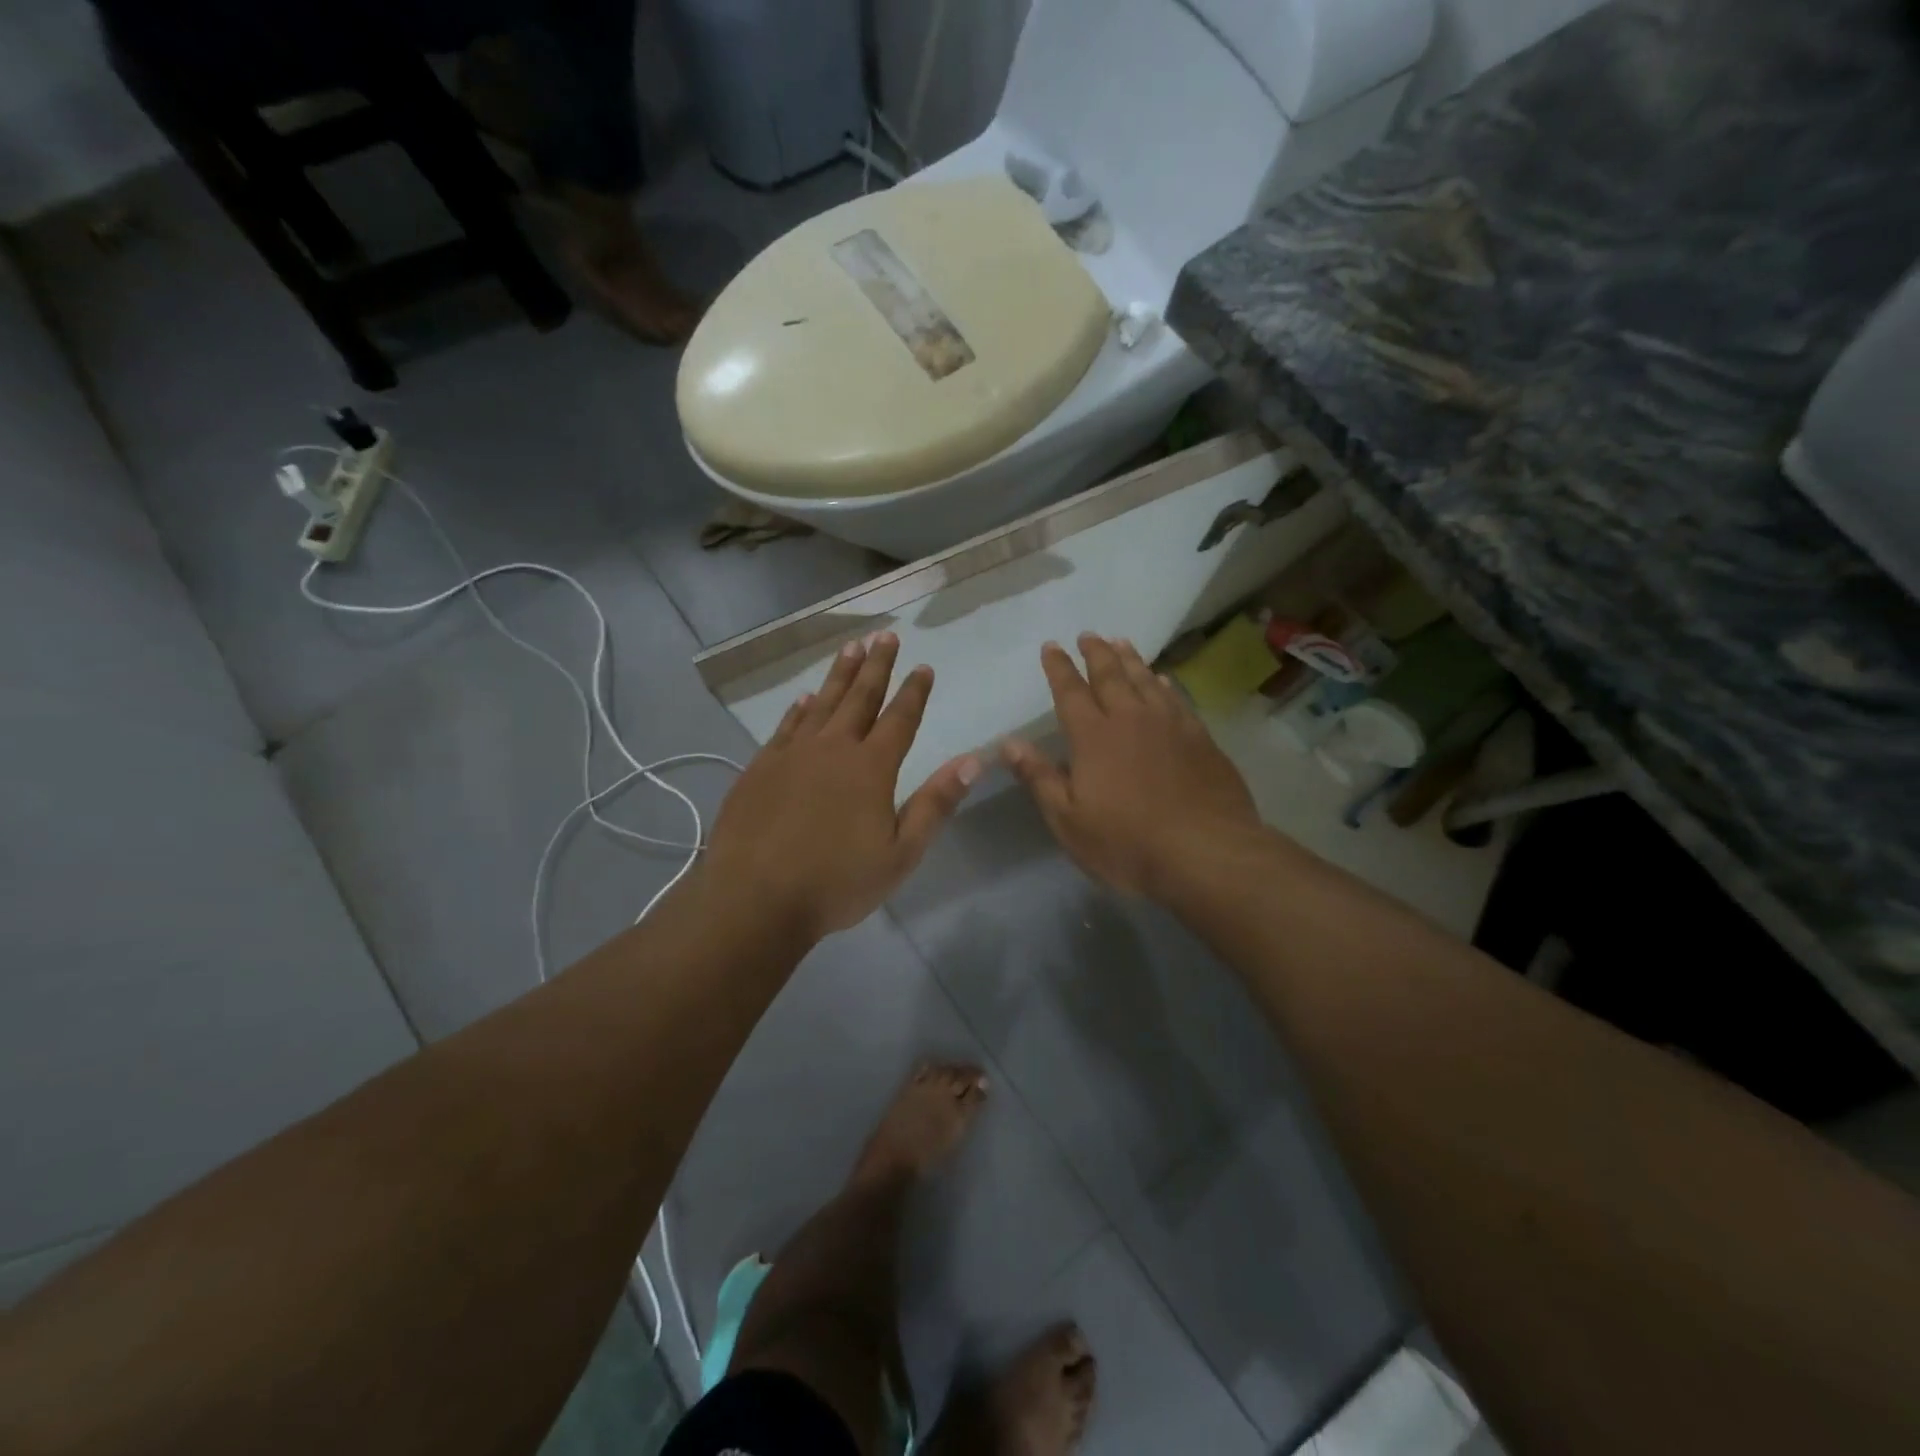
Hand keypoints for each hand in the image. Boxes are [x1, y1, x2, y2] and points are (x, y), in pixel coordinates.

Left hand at [705, 632, 980, 939]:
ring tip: (851, 648)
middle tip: (885, 635)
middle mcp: (833, 749)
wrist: (755, 898)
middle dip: (876, 666)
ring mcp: (792, 754)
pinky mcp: (760, 768)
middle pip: (860, 698)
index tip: (924, 666)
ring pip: (821, 703)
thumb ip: (936, 803)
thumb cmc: (836, 883)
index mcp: (871, 768)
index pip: (900, 719)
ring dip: (839, 675)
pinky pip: (786, 727)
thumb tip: (973, 760)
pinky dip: (798, 709)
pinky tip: (804, 699)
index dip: (914, 692)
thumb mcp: (901, 853)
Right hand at [1003, 634, 1260, 898]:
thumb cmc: (1127, 843)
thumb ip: (1039, 777)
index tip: (1051, 646)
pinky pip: (1177, 699)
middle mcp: (1131, 719)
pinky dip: (1164, 684)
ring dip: (1130, 659)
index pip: (1070, 692)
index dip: (1059, 668)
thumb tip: (1009, 742)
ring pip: (1146, 680)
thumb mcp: (1068, 820)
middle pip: (1110, 675)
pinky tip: (1163, 680)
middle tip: (1087, 635)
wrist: (1207, 853)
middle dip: (1095, 653)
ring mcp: (1170, 725)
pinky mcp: (1200, 739)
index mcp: (1093, 736)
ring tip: (1120, 643)